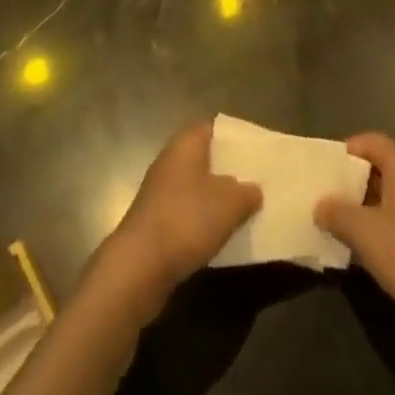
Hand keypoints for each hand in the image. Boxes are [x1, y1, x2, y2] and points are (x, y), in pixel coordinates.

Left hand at [97, 121, 260, 315]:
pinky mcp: (155, 221)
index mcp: (185, 144)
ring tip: (243, 211)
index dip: (232, 138)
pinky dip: (202, 220)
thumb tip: (253, 189)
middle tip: (254, 182)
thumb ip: (246, 192)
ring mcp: (159, 192)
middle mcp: (170, 161)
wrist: (140, 265)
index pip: (211, 128)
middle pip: (203, 158)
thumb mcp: (229, 204)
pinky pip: (186, 212)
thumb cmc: (187, 219)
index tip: (253, 152)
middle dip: (226, 170)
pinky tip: (219, 236)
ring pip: (195, 187)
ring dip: (215, 199)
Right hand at [314, 132, 394, 334]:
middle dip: (350, 181)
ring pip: (384, 200)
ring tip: (332, 224)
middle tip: (324, 196)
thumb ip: (337, 212)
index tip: (326, 167)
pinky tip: (356, 252)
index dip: (349, 148)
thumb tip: (320, 205)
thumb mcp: (364, 231)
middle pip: (378, 169)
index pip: (374, 141)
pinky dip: (373, 232)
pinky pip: (393, 226)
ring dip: (359, 209)